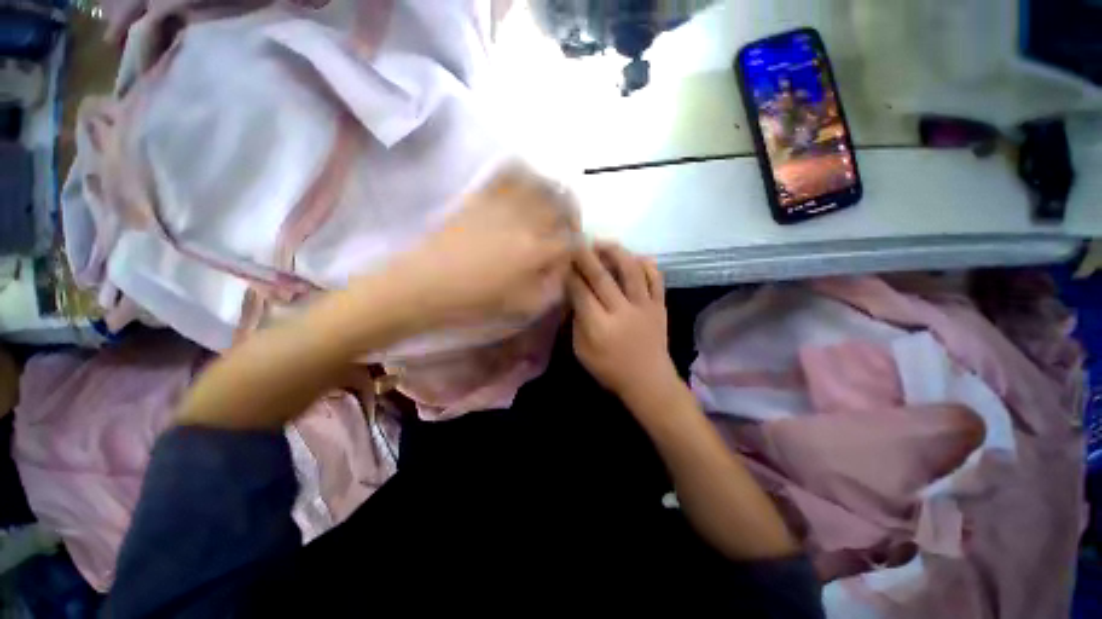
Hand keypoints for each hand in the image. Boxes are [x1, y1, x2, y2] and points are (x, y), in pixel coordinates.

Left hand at [369, 163, 577, 328]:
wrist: (427, 283)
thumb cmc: (476, 300)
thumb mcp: (522, 305)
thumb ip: (551, 286)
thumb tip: (561, 267)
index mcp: (538, 251)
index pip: (572, 240)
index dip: (576, 245)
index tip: (571, 251)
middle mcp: (527, 221)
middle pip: (564, 205)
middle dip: (572, 214)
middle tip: (566, 225)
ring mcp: (504, 204)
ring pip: (542, 184)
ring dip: (554, 193)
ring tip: (550, 204)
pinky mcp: (483, 195)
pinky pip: (509, 172)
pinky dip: (524, 173)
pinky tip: (525, 184)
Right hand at [568, 243, 678, 406]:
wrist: (649, 381)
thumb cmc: (610, 369)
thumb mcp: (582, 351)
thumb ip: (577, 322)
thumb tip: (574, 295)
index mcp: (599, 326)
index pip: (581, 292)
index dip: (570, 274)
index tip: (563, 260)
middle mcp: (622, 312)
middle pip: (602, 277)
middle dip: (586, 256)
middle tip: (577, 241)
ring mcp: (644, 307)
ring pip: (631, 271)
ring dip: (616, 252)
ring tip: (603, 243)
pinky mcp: (660, 306)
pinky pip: (656, 279)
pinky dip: (647, 265)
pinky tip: (636, 257)